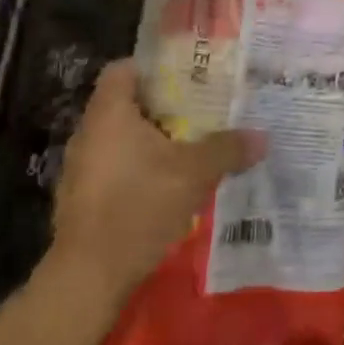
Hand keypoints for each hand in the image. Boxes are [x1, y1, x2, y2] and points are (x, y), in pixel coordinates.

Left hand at [47, 60, 264, 302]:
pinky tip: (167, 185)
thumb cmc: (138, 206)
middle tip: (201, 109)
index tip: (186, 76)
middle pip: (126, 104)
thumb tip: (263, 137)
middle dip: (162, 107)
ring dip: (152, 141)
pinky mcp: (82, 199)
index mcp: (109, 113)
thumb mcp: (194, 173)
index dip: (153, 67)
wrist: (89, 277)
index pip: (123, 69)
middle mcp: (88, 133)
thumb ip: (227, 149)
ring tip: (190, 146)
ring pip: (121, 139)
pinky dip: (138, 169)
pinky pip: (114, 169)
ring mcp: (80, 168)